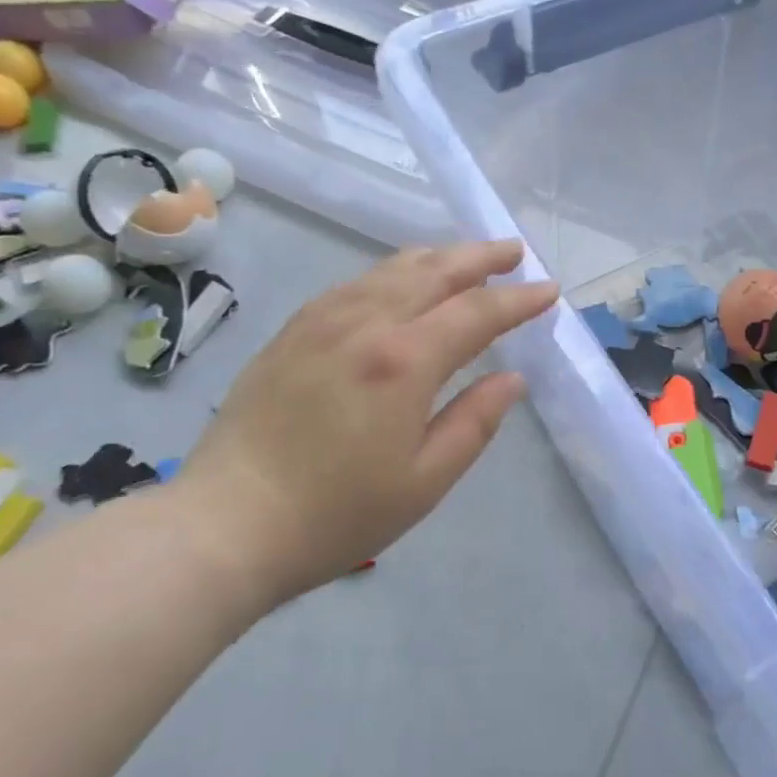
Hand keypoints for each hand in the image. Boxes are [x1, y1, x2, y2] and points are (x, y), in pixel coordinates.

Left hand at [174, 241, 557, 613]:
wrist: (227, 524)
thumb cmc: (337, 514)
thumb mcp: (425, 480)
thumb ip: (475, 421)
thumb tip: (513, 379)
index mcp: (404, 361)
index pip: (477, 312)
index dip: (519, 299)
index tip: (549, 290)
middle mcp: (364, 323)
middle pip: (433, 271)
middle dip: (480, 257)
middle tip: (513, 252)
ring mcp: (321, 321)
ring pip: (390, 269)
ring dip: (436, 258)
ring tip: (465, 259)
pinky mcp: (292, 331)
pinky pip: (355, 283)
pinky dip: (392, 272)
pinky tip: (399, 282)